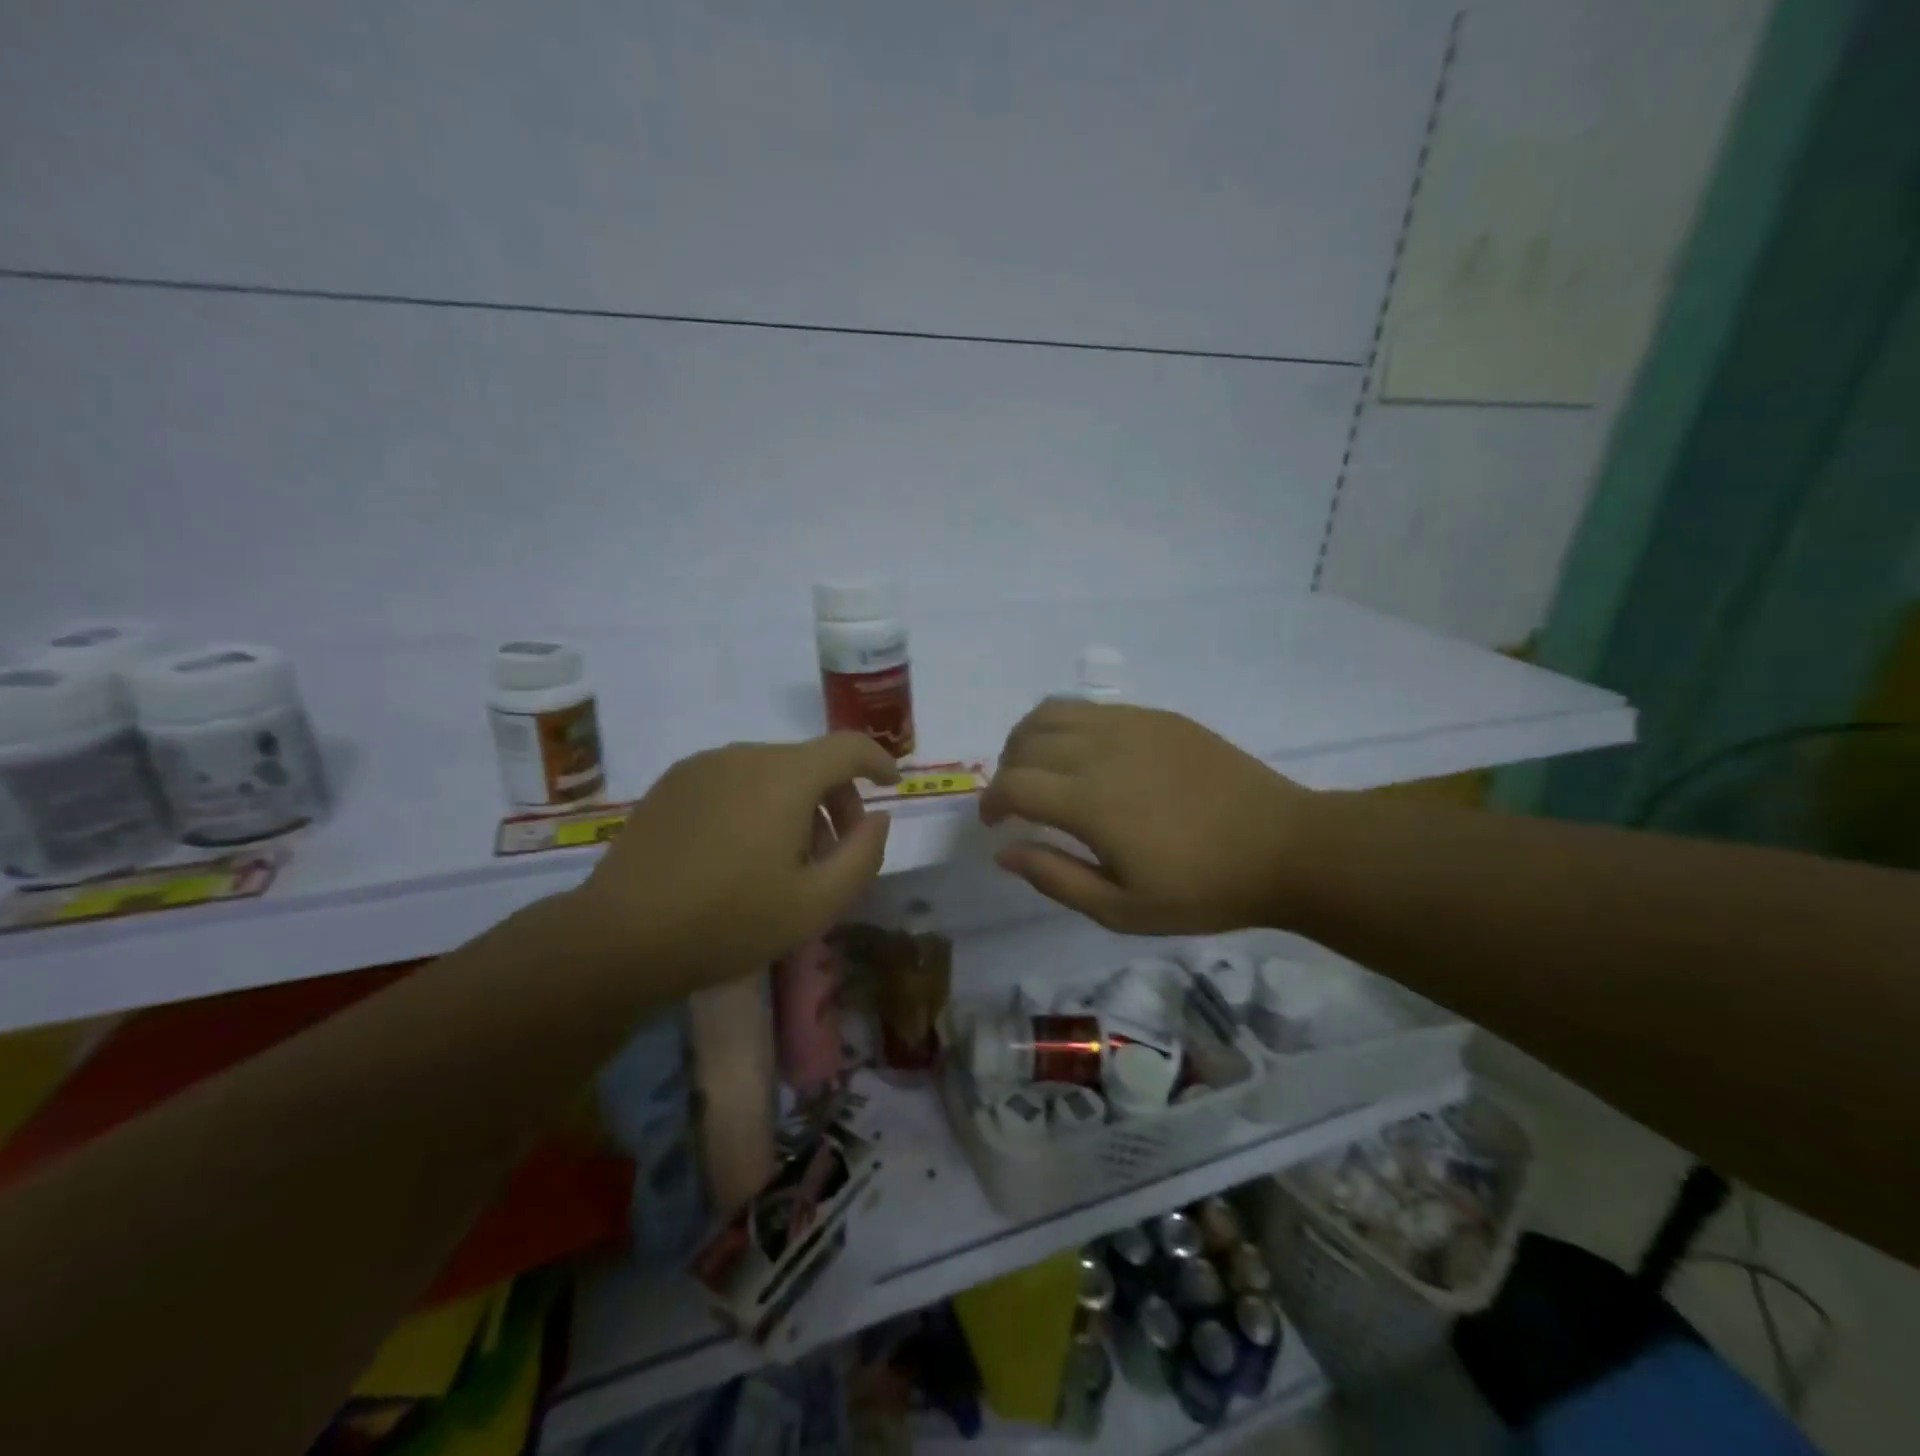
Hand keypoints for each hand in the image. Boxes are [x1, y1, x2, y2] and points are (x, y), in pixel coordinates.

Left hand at [574, 733, 898, 982]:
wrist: (622, 936)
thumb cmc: (731, 920)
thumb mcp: (818, 902)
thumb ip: (864, 854)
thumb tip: (876, 818)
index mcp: (786, 776)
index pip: (849, 746)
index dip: (878, 760)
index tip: (891, 784)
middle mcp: (745, 755)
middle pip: (810, 762)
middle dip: (836, 798)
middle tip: (836, 851)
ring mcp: (702, 766)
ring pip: (770, 772)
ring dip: (795, 803)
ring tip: (787, 858)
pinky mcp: (671, 784)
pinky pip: (734, 781)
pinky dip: (756, 803)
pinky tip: (741, 852)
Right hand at [980, 702, 1312, 933]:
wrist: (1283, 847)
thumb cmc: (1202, 889)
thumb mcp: (1122, 910)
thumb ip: (1055, 879)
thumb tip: (1004, 852)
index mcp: (1089, 801)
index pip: (1012, 784)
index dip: (990, 802)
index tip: (994, 823)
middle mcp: (1101, 750)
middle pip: (1025, 741)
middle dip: (1006, 770)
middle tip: (1016, 801)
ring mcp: (1131, 725)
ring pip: (1052, 713)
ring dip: (1028, 738)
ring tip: (1038, 767)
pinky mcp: (1157, 716)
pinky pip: (1091, 707)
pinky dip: (1066, 725)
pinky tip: (1084, 754)